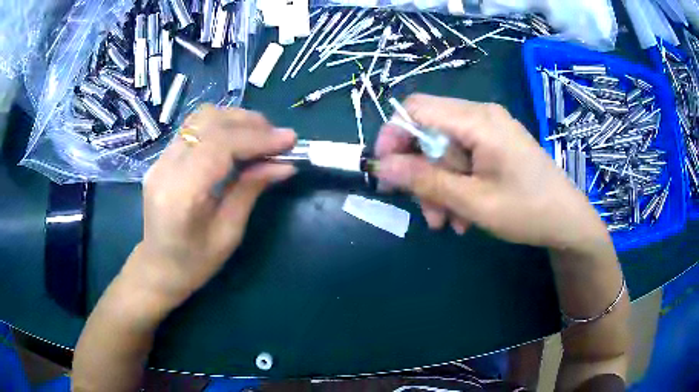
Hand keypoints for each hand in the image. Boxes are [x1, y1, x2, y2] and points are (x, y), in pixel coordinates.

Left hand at [128, 105, 296, 302]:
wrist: (158, 267)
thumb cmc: (195, 263)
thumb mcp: (229, 233)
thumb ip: (251, 190)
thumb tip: (284, 164)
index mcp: (180, 193)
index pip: (219, 145)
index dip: (257, 138)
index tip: (289, 141)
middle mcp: (165, 167)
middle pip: (209, 122)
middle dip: (249, 123)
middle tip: (277, 138)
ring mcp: (160, 159)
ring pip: (200, 118)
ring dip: (235, 120)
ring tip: (260, 136)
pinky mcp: (162, 157)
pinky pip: (194, 129)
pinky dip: (221, 127)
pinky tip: (237, 141)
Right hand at [374, 94, 608, 249]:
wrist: (567, 221)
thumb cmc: (527, 211)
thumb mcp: (473, 201)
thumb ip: (426, 180)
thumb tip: (382, 166)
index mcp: (477, 120)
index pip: (416, 109)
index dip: (393, 135)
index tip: (384, 171)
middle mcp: (481, 116)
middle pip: (429, 133)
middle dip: (420, 172)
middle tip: (422, 210)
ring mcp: (490, 131)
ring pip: (444, 151)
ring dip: (438, 187)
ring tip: (446, 223)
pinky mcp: (495, 146)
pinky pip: (463, 159)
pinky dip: (456, 186)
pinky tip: (464, 215)